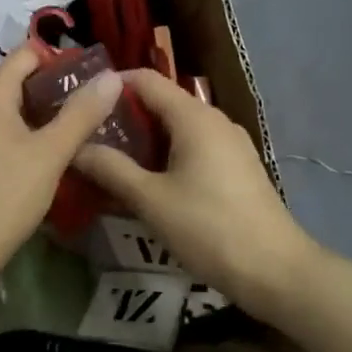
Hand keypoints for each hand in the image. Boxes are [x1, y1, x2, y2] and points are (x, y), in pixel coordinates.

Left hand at [0, 44, 124, 289]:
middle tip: (90, 107)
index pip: (26, 54)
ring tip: (73, 131)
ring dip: (37, 114)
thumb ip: (82, 113)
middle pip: (15, 80)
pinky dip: (18, 133)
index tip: (92, 78)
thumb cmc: (5, 196)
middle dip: (52, 90)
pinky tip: (40, 155)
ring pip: (5, 108)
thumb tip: (111, 76)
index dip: (60, 60)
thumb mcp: (51, 154)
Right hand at [73, 69, 316, 313]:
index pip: (145, 80)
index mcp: (194, 117)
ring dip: (143, 137)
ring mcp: (230, 144)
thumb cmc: (209, 228)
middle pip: (161, 101)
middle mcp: (214, 120)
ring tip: (109, 158)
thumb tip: (75, 148)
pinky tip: (147, 180)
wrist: (276, 271)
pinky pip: (193, 146)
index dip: (111, 85)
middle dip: (123, 114)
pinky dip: (165, 153)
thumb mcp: (150, 200)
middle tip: (87, 134)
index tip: (79, 102)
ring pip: (177, 126)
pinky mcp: (237, 167)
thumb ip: (110, 168)